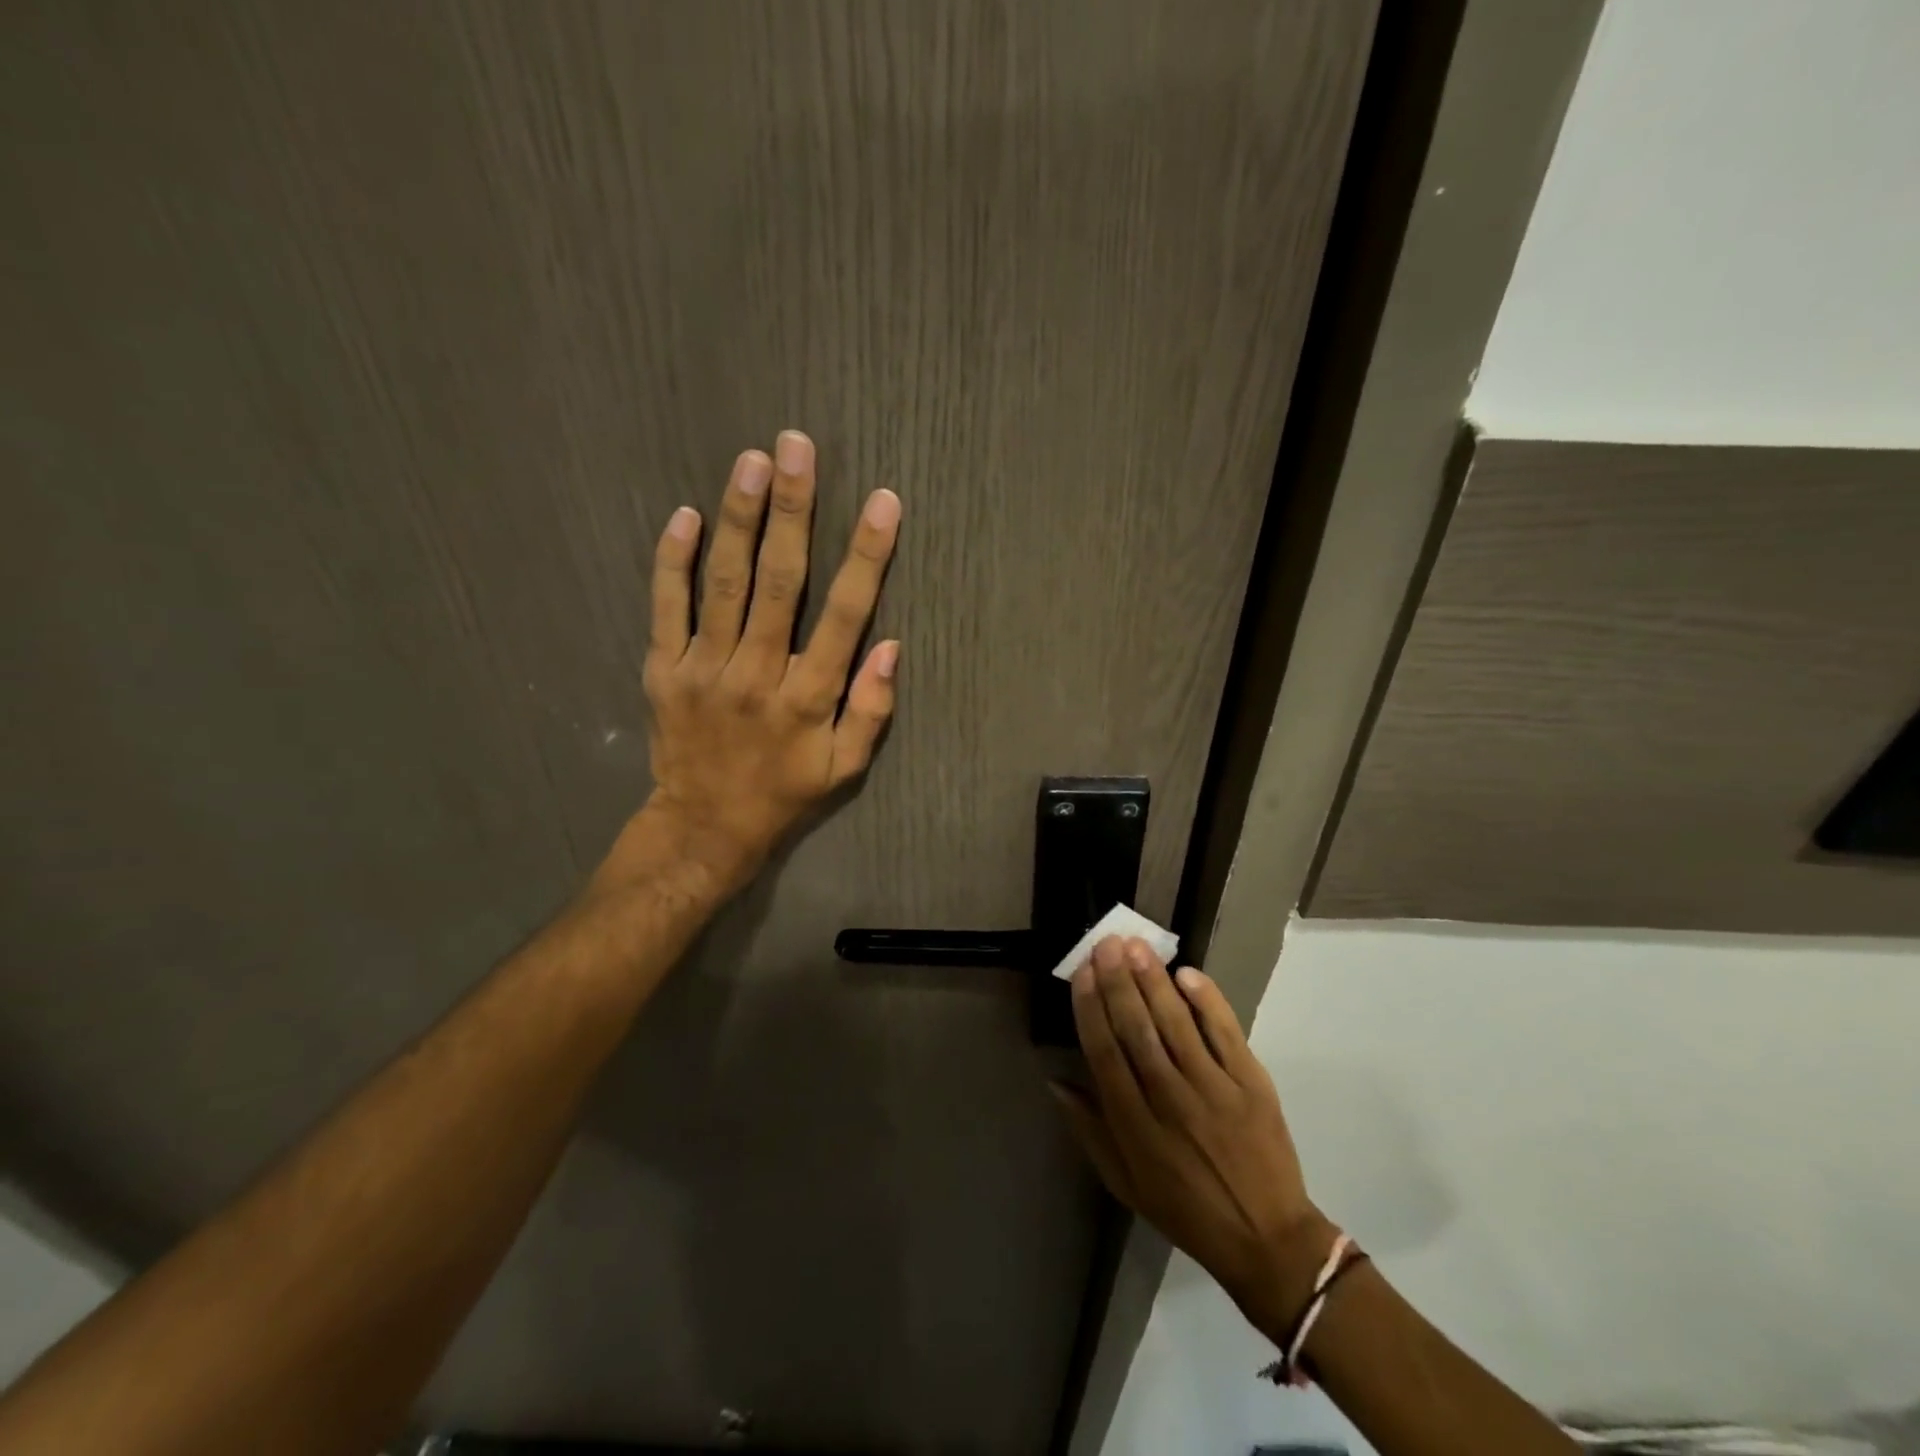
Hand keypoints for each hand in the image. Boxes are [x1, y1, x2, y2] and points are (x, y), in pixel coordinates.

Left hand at [629, 430, 901, 891]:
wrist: (704, 826)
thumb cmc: (784, 793)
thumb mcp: (846, 768)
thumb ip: (872, 709)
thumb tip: (891, 647)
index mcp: (809, 697)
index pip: (844, 615)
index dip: (865, 556)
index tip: (882, 503)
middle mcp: (757, 673)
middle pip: (778, 581)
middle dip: (791, 510)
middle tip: (796, 448)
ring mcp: (705, 668)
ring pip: (724, 583)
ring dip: (738, 518)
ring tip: (751, 461)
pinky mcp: (665, 670)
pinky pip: (666, 607)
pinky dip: (673, 560)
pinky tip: (684, 515)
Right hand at [1054, 936, 1326, 1332]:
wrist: (1268, 1240)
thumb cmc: (1186, 1211)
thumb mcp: (1125, 1183)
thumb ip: (1090, 1129)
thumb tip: (1056, 1080)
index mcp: (1136, 1128)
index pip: (1105, 1055)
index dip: (1091, 1010)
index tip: (1081, 973)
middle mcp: (1171, 1101)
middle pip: (1137, 1031)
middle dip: (1118, 982)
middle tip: (1105, 943)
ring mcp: (1215, 1089)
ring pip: (1176, 1024)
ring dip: (1153, 981)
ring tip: (1136, 946)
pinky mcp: (1252, 1083)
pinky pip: (1225, 1033)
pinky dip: (1206, 1001)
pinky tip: (1186, 973)